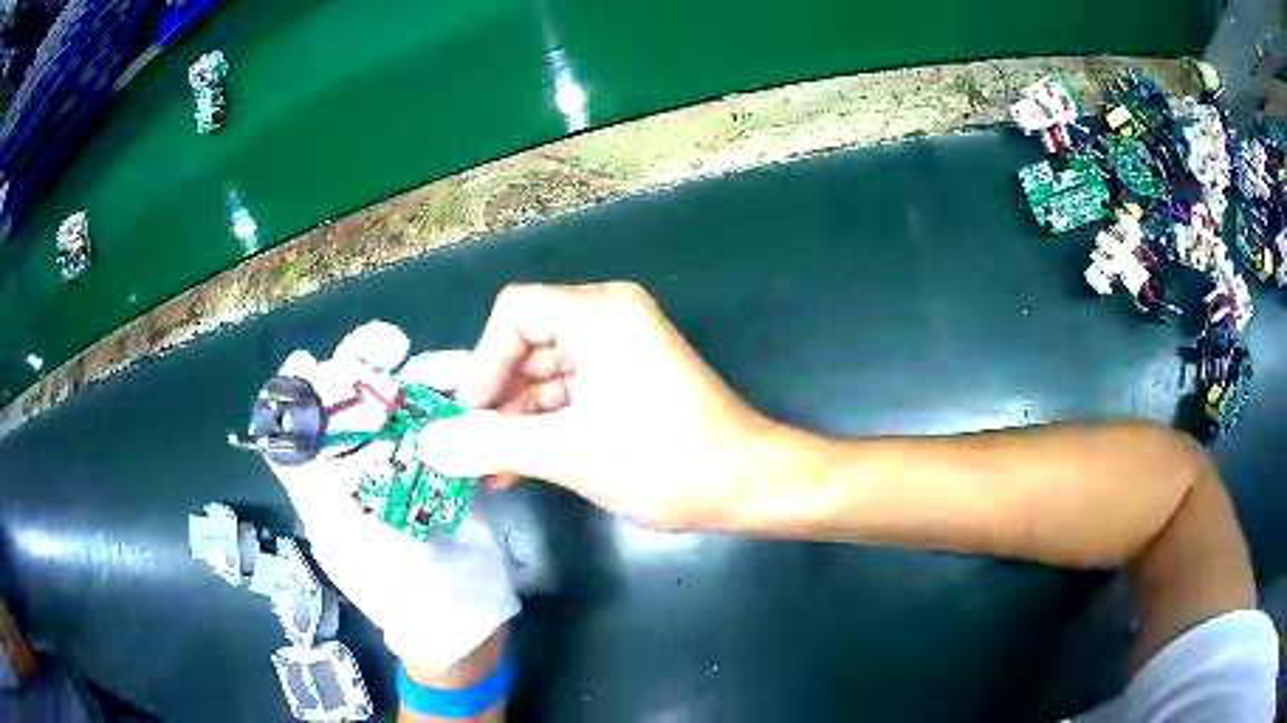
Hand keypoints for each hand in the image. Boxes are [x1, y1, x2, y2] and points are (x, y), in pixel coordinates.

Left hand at [264, 323, 519, 673]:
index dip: (299, 390)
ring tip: (443, 364)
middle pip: (347, 408)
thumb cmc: (399, 592)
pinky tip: (467, 389)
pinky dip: (450, 406)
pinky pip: (439, 430)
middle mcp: (355, 473)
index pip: (299, 427)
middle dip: (361, 371)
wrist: (463, 621)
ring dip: (415, 381)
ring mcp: (400, 472)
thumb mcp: (345, 544)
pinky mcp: (440, 475)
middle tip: (390, 345)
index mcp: (324, 488)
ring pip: (397, 411)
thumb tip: (277, 436)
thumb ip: (312, 491)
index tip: (313, 362)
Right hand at [420, 283, 795, 529]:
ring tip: (485, 471)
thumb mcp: (571, 453)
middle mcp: (608, 319)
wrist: (747, 485)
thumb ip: (493, 444)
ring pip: (545, 376)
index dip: (482, 362)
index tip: (466, 416)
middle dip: (494, 400)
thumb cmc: (665, 460)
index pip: (514, 313)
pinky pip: (569, 395)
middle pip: (526, 345)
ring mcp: (619, 352)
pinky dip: (543, 428)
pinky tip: (516, 468)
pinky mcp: (626, 382)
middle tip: (465, 450)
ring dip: (514, 422)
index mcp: (600, 314)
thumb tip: (428, 443)